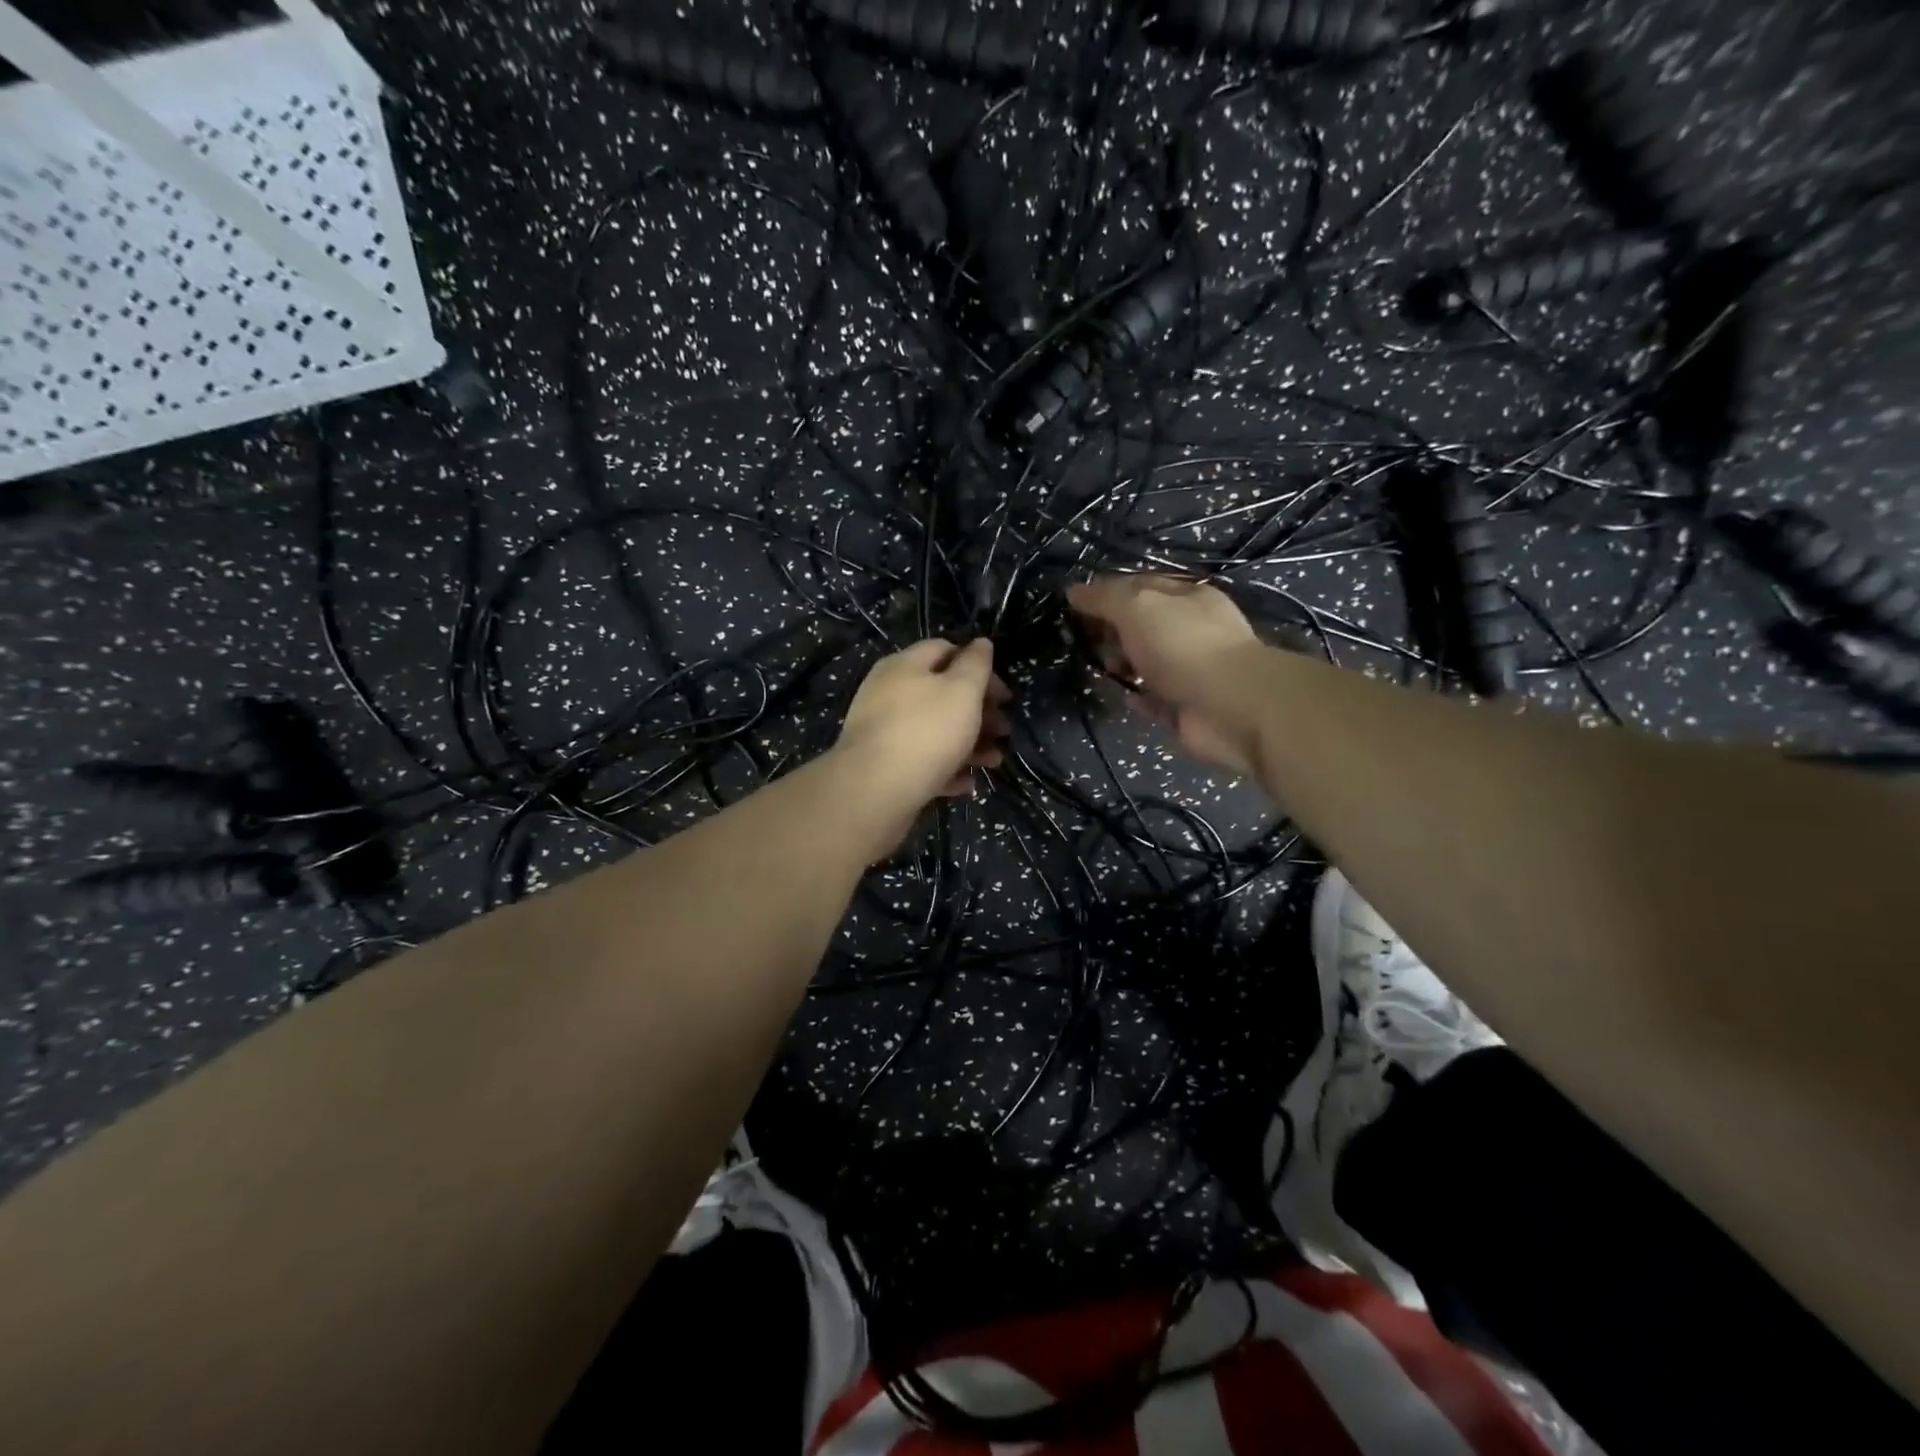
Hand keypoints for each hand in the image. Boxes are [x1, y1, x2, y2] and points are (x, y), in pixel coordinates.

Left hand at [834, 638, 1011, 829]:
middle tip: (1004, 730)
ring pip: (933, 730)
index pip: (945, 650)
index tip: (1004, 694)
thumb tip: (981, 643)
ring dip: (969, 742)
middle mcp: (888, 693)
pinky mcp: (883, 766)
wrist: (874, 790)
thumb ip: (976, 665)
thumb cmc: (926, 732)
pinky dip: (946, 768)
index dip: (978, 666)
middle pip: (941, 693)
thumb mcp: (962, 691)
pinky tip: (966, 783)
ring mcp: (883, 731)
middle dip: (978, 710)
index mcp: (904, 666)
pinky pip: (921, 761)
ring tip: (993, 761)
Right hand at [1066, 575, 1264, 775]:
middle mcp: (1190, 630)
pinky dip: (1137, 698)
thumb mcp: (1137, 607)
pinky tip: (1125, 697)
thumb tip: (1073, 591)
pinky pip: (1153, 699)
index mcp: (1186, 597)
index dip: (1105, 593)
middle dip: (1111, 631)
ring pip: (1145, 663)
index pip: (1139, 586)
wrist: (1229, 706)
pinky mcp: (1185, 706)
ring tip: (1105, 670)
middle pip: (1140, 625)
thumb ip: (1104, 598)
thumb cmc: (1182, 645)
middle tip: (1086, 641)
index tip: (1073, 606)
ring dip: (1122, 665)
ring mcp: (1190, 670)